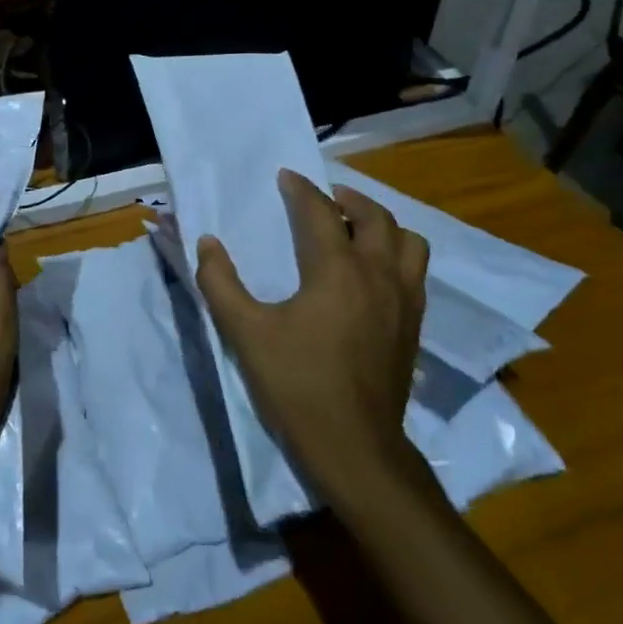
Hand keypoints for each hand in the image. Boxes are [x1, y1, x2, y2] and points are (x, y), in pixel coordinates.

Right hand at [195, 170, 431, 511]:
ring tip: (356, 230)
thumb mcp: (245, 333)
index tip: (286, 177)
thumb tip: (207, 243)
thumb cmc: (296, 384)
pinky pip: (415, 272)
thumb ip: (220, 283)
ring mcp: (404, 301)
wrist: (354, 446)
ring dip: (382, 225)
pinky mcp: (414, 326)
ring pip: (408, 242)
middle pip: (376, 217)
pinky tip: (373, 273)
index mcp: (338, 270)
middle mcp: (379, 275)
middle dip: (348, 199)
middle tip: (323, 199)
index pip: (320, 213)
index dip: (301, 190)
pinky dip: (396, 256)